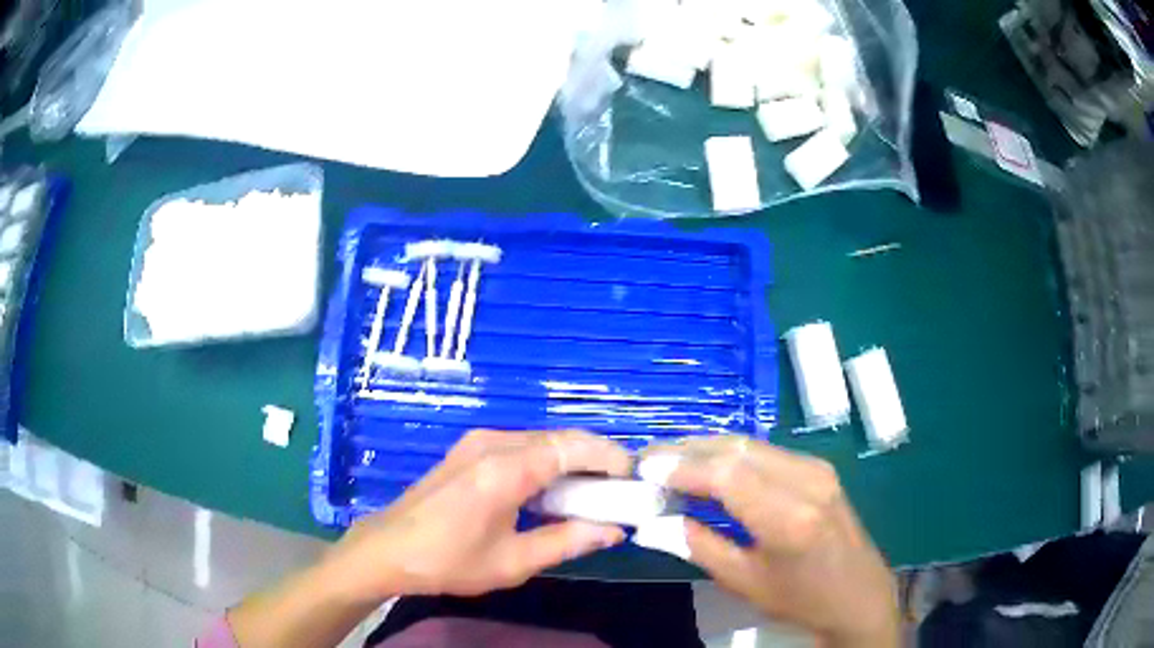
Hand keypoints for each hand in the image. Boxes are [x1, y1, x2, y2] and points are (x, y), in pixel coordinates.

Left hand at [320, 429, 631, 600]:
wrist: (387, 549)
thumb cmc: (449, 560)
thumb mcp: (513, 562)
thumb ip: (567, 541)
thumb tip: (614, 530)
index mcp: (505, 469)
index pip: (573, 447)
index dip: (610, 457)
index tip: (634, 480)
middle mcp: (493, 442)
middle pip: (560, 439)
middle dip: (595, 459)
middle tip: (618, 491)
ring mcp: (478, 441)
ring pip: (541, 440)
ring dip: (571, 461)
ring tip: (592, 495)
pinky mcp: (469, 449)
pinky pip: (521, 446)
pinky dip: (546, 463)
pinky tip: (551, 492)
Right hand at [640, 438, 898, 646]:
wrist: (858, 594)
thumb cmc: (801, 598)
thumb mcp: (744, 582)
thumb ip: (698, 546)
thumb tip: (655, 522)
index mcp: (790, 518)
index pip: (727, 474)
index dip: (681, 466)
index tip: (643, 468)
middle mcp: (808, 480)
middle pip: (737, 448)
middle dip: (688, 449)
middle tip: (649, 459)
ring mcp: (817, 469)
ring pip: (750, 444)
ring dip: (708, 448)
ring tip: (670, 461)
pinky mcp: (819, 468)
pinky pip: (766, 451)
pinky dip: (731, 454)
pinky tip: (710, 467)